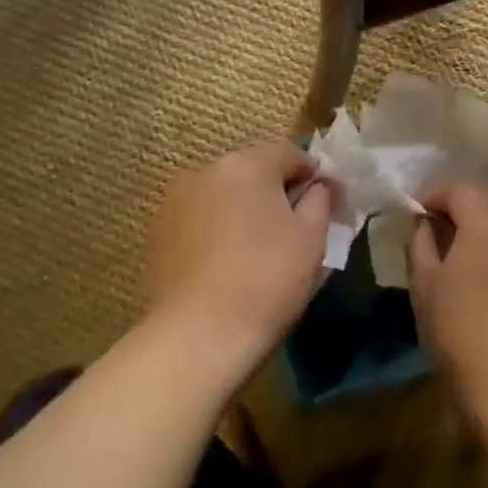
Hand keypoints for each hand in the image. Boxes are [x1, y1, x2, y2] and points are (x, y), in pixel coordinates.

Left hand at [146, 141, 334, 371]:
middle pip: (253, 170)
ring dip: (244, 208)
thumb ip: (320, 199)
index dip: (313, 174)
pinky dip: (218, 228)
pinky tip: (228, 261)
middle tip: (296, 227)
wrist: (200, 335)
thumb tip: (317, 186)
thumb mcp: (311, 237)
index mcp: (246, 163)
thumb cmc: (267, 279)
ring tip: (259, 247)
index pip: (289, 153)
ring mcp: (176, 200)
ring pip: (224, 194)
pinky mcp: (159, 231)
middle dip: (275, 191)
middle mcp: (205, 170)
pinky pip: (201, 217)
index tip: (328, 202)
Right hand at [408, 181, 487, 421]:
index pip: (458, 187)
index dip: (431, 196)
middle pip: (487, 197)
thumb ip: (421, 243)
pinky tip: (480, 274)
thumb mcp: (425, 284)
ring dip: (479, 225)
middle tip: (430, 229)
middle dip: (457, 205)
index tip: (410, 215)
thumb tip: (424, 224)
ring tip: (453, 252)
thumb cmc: (461, 331)